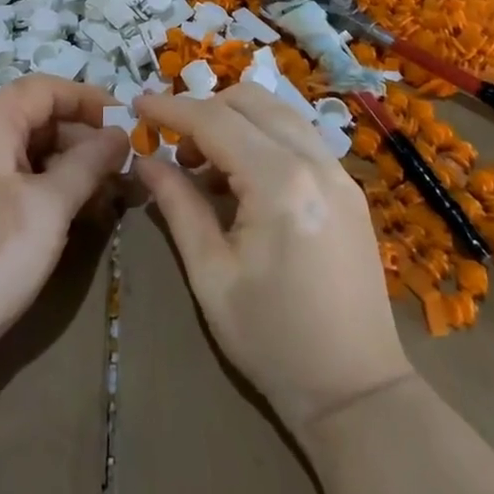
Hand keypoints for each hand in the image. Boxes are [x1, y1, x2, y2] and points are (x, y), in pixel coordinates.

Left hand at [0, 75, 128, 404]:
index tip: (127, 122)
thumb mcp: (51, 206)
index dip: (89, 100)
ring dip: (65, 163)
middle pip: (35, 116)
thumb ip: (89, 162)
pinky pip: (8, 173)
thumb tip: (121, 134)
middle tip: (121, 166)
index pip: (46, 89)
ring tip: (103, 193)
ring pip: (24, 147)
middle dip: (81, 137)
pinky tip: (70, 209)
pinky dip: (42, 183)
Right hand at [134, 84, 413, 435]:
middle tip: (175, 151)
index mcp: (279, 183)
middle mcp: (315, 161)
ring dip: (235, 120)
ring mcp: (340, 172)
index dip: (171, 108)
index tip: (136, 106)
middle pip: (250, 100)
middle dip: (204, 110)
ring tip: (207, 168)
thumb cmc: (272, 340)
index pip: (214, 120)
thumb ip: (178, 205)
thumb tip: (145, 161)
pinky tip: (245, 181)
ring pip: (278, 111)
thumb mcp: (211, 274)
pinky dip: (263, 137)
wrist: (357, 393)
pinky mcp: (349, 188)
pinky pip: (299, 136)